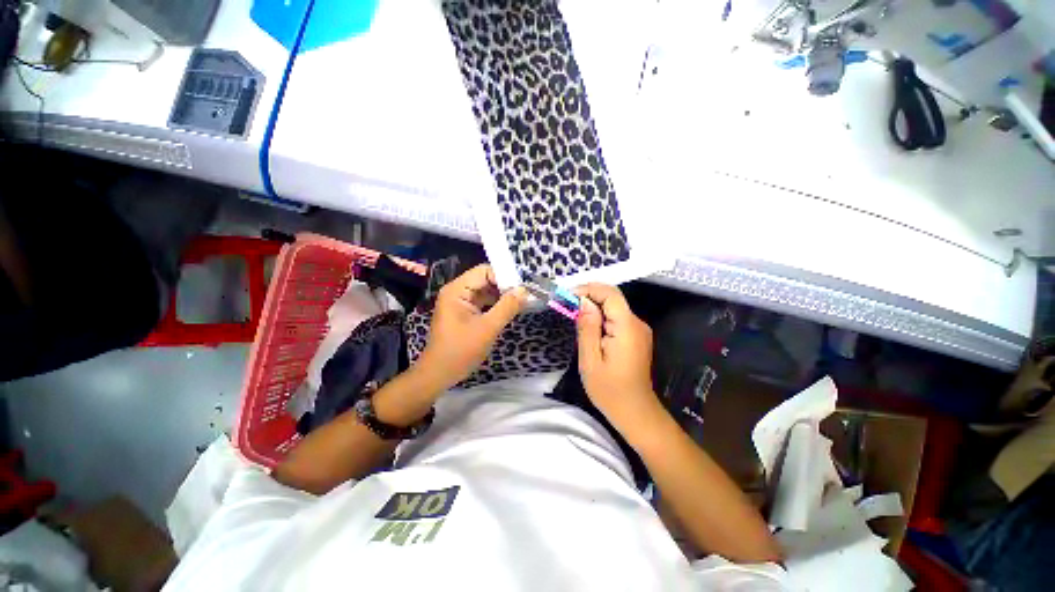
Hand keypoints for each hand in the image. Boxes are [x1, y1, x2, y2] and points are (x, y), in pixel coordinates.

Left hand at [416, 264, 525, 390]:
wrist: (439, 374)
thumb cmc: (460, 351)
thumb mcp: (488, 328)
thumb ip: (507, 307)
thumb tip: (524, 290)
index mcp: (457, 290)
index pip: (484, 271)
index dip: (504, 276)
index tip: (522, 288)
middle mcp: (457, 291)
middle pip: (485, 279)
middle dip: (505, 286)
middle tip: (525, 296)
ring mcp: (460, 302)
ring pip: (486, 291)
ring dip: (502, 296)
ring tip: (520, 303)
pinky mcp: (464, 312)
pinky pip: (483, 302)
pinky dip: (496, 305)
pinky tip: (509, 310)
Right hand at [576, 283, 659, 430]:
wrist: (635, 412)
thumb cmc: (609, 390)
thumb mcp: (590, 359)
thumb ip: (587, 327)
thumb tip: (583, 301)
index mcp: (627, 327)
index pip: (610, 294)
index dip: (589, 289)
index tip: (568, 296)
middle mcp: (637, 323)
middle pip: (613, 299)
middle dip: (589, 297)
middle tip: (567, 307)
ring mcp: (639, 330)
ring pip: (614, 308)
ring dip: (594, 308)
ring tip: (574, 318)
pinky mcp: (636, 336)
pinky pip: (617, 319)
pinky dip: (601, 318)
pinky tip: (589, 330)